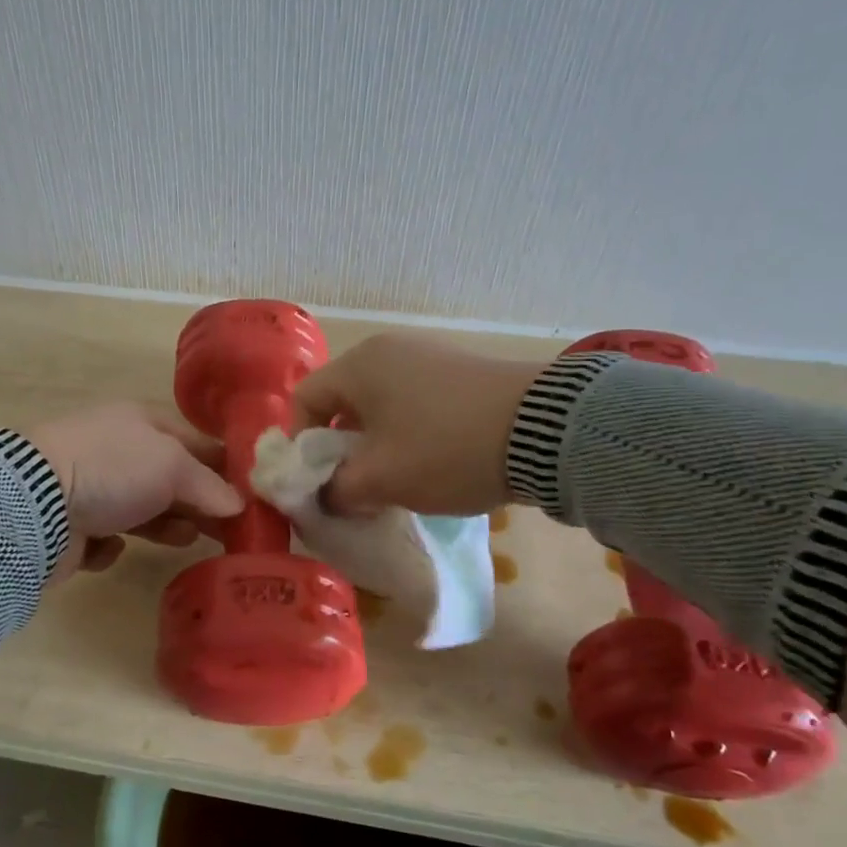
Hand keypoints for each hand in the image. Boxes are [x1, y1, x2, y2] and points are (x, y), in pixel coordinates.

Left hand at [28, 404, 243, 578]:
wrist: (34, 504)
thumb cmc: (112, 470)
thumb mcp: (172, 467)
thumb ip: (209, 485)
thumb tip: (237, 504)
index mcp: (139, 422)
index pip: (193, 442)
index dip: (223, 467)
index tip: (250, 495)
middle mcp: (115, 451)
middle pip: (169, 479)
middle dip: (198, 503)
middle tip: (228, 530)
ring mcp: (90, 488)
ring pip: (141, 509)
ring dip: (165, 525)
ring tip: (184, 541)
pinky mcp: (72, 526)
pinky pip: (106, 537)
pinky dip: (113, 545)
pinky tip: (112, 546)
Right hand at [292, 333, 541, 515]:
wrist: (546, 431)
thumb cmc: (444, 449)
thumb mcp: (380, 479)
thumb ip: (336, 491)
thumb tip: (324, 497)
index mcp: (359, 365)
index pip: (303, 400)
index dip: (300, 446)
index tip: (317, 483)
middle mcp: (388, 350)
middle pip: (342, 402)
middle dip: (340, 449)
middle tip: (354, 487)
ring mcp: (428, 356)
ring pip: (380, 405)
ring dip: (375, 445)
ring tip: (395, 480)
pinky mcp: (461, 371)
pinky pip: (414, 402)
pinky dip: (408, 433)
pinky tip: (431, 461)